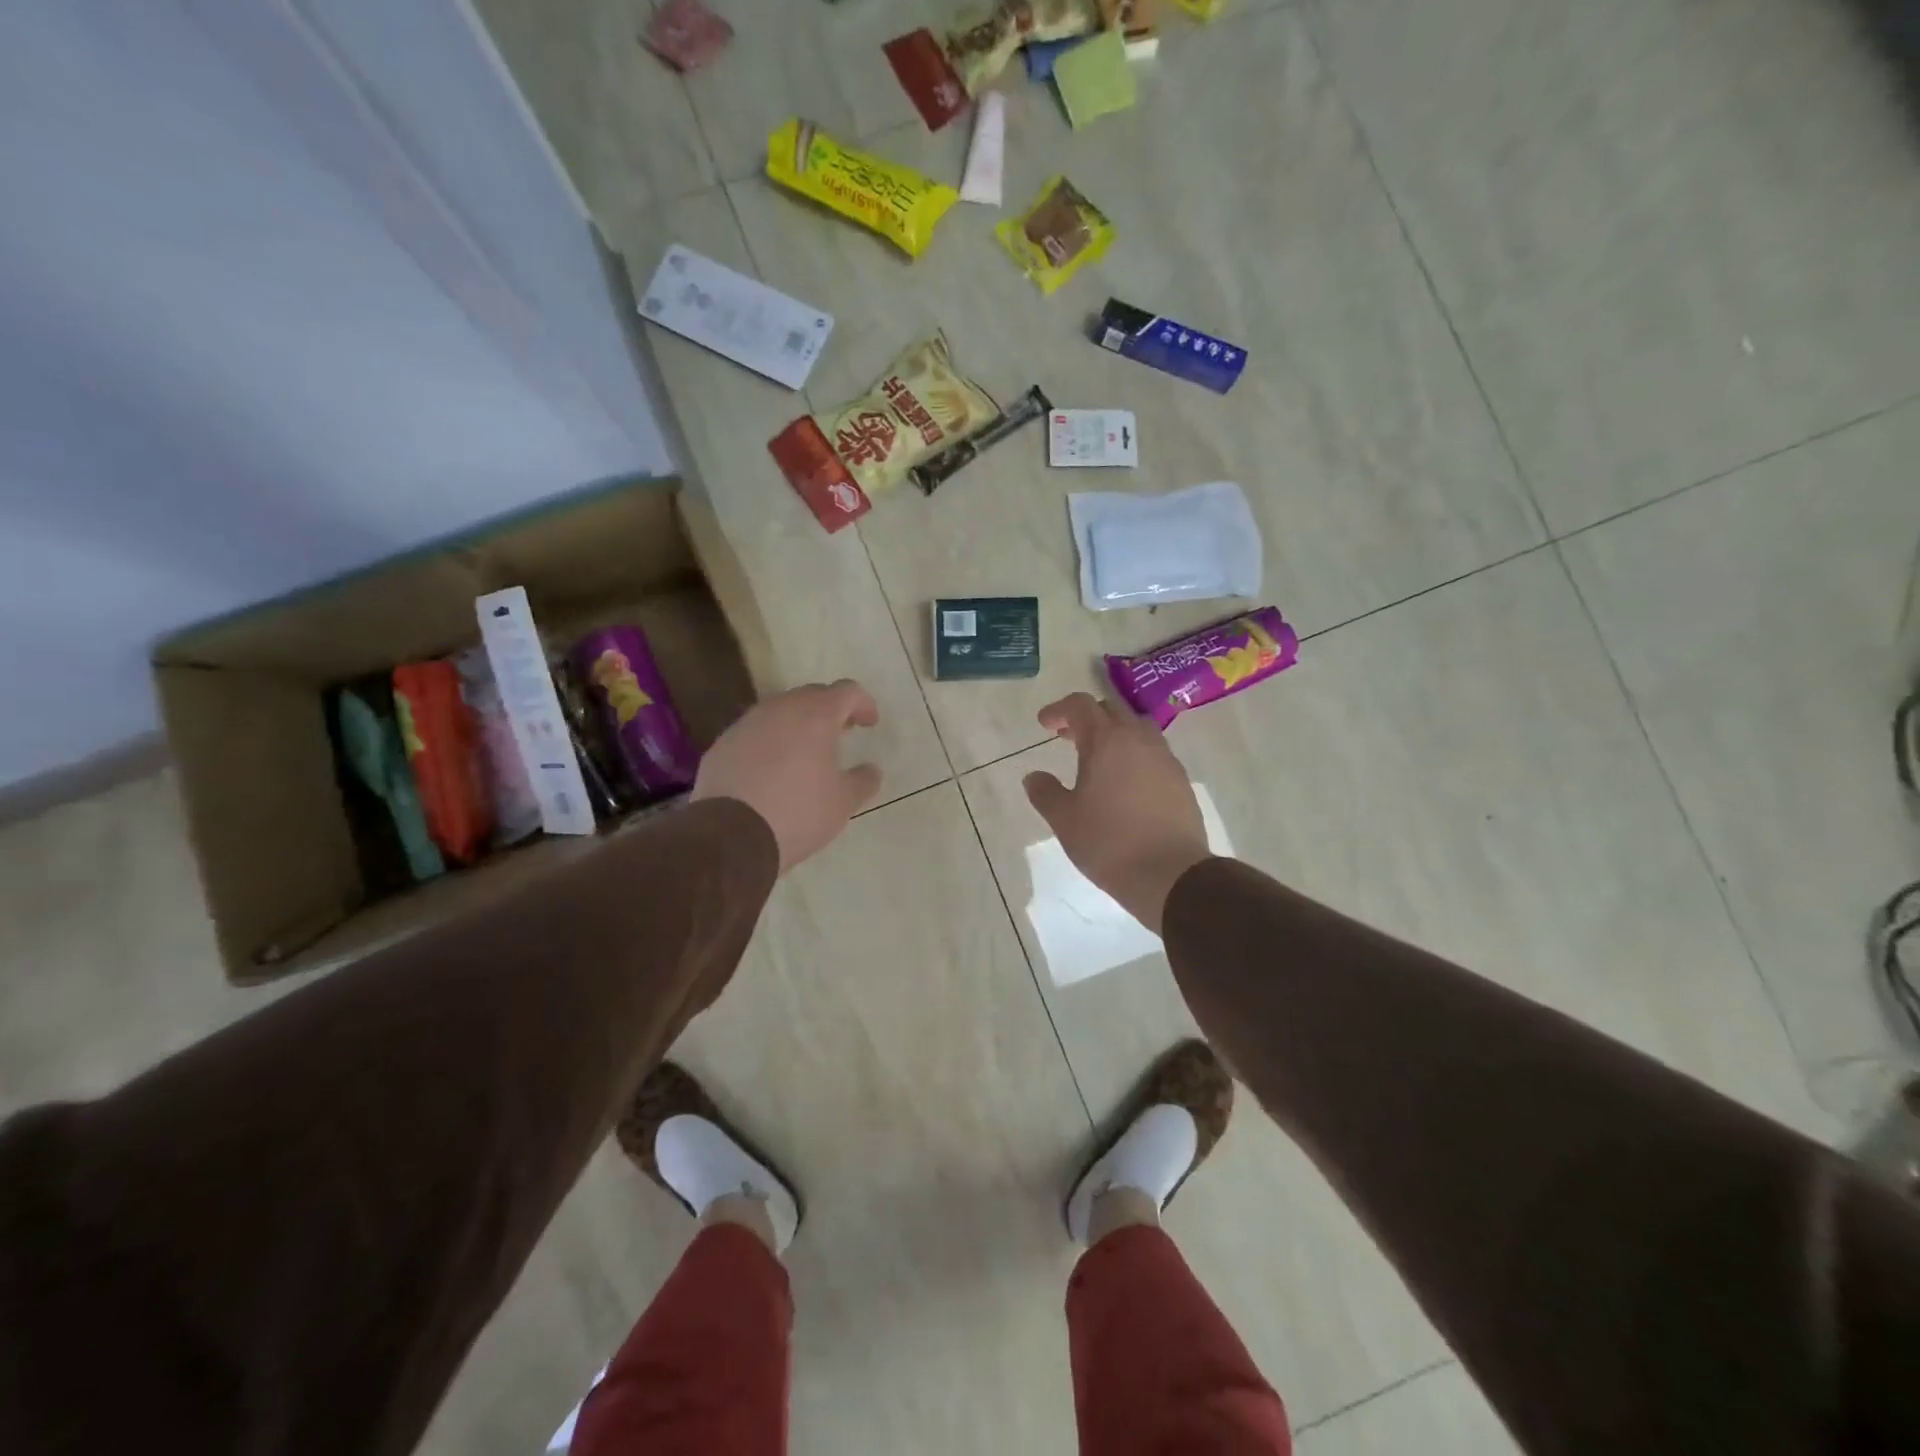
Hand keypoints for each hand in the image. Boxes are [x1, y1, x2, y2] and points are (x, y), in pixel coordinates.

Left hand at [693, 680, 881, 872]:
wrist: (730, 836)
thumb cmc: (798, 812)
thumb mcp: (843, 803)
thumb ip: (863, 780)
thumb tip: (872, 770)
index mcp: (815, 715)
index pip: (847, 691)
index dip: (863, 703)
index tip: (870, 724)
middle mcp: (780, 709)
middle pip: (811, 695)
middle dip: (830, 710)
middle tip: (841, 733)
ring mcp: (746, 724)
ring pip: (779, 712)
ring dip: (797, 725)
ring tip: (806, 753)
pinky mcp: (722, 744)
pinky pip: (754, 733)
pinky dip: (770, 742)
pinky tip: (771, 771)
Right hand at [1023, 693, 1210, 933]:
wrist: (1170, 874)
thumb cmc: (1109, 843)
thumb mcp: (1064, 820)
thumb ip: (1045, 793)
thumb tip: (1033, 776)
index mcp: (1107, 741)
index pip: (1081, 706)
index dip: (1059, 710)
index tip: (1045, 724)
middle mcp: (1139, 739)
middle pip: (1111, 710)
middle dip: (1086, 718)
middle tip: (1067, 737)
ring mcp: (1164, 758)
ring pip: (1137, 728)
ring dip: (1114, 733)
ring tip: (1098, 758)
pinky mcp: (1180, 779)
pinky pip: (1153, 752)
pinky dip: (1134, 754)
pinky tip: (1125, 781)